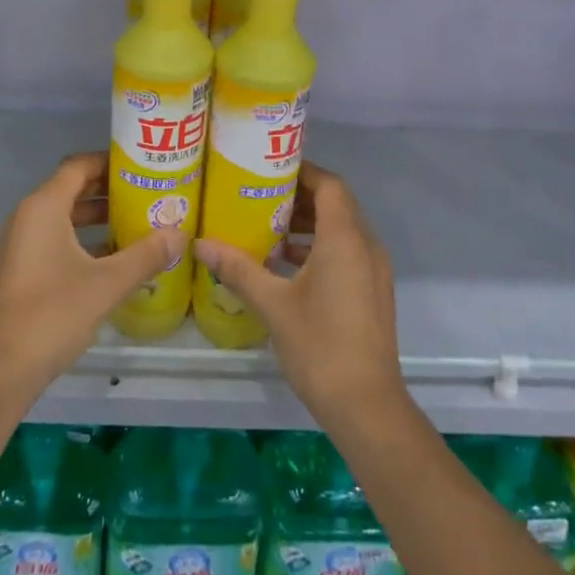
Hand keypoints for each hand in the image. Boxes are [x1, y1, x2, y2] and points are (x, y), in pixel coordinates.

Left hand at [0, 152, 182, 395]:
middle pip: (73, 188)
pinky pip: (58, 238)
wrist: (1, 369)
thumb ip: (146, 255)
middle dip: (110, 190)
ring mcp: (23, 244)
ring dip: (100, 217)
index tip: (143, 166)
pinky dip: (85, 239)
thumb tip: (180, 234)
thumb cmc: (53, 312)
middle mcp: (29, 216)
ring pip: (66, 216)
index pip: (79, 165)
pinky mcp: (24, 269)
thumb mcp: (107, 282)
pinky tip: (116, 257)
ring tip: (139, 221)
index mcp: (44, 206)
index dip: (111, 161)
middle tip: (149, 193)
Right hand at [192, 162, 407, 428]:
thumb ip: (238, 269)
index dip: (302, 170)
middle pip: (336, 204)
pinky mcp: (373, 292)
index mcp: (345, 238)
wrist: (367, 406)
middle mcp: (365, 246)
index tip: (269, 168)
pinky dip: (320, 248)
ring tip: (268, 227)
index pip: (329, 185)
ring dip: (309, 224)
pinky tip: (286, 265)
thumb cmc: (320, 345)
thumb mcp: (273, 304)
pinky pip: (347, 252)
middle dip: (300, 196)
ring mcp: (374, 271)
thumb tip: (201, 244)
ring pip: (342, 230)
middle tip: (260, 195)